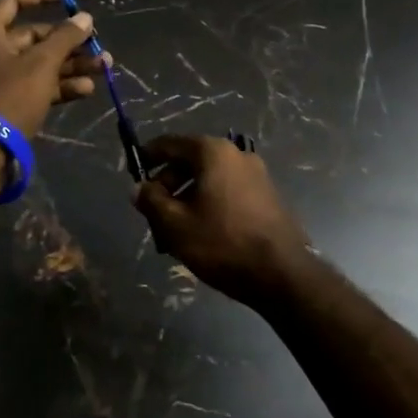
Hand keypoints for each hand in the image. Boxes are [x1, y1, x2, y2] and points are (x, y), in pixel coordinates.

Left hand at [0, 0, 106, 138]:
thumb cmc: (10, 97)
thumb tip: (85, 18)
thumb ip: (65, 38)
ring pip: (40, 63)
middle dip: (68, 40)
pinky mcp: (8, 103)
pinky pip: (37, 86)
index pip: (14, 1)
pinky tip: (87, 89)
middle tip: (95, 42)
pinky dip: (60, 85)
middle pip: (33, 36)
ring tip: (104, 66)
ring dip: (71, 63)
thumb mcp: (42, 64)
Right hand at [132, 135, 310, 305]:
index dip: (148, 156)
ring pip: (210, 177)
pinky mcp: (267, 195)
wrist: (283, 274)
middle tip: (154, 209)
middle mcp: (236, 154)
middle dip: (168, 182)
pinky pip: (227, 189)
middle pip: (191, 160)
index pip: (170, 143)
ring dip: (188, 195)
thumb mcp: (175, 225)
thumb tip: (140, 188)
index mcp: (212, 152)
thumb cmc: (223, 243)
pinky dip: (209, 201)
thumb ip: (151, 201)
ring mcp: (256, 174)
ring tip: (175, 226)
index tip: (134, 172)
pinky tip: (203, 230)